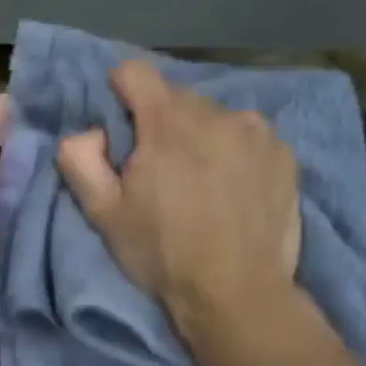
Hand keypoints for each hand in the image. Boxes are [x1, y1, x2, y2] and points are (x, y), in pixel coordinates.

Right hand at [56, 61, 302, 342]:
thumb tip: (88, 131)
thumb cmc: (163, 253)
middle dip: (160, 124)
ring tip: (202, 183)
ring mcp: (256, 131)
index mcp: (167, 122)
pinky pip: (249, 136)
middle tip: (160, 171)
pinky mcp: (284, 154)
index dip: (120, 93)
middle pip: (176, 97)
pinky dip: (235, 152)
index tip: (121, 128)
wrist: (237, 293)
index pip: (135, 72)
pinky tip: (234, 190)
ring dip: (201, 137)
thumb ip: (80, 160)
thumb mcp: (104, 214)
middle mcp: (216, 112)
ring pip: (215, 116)